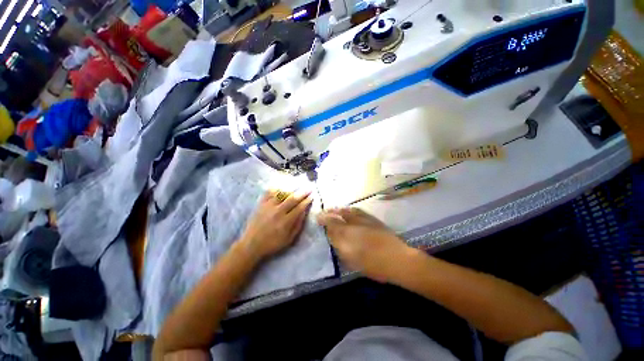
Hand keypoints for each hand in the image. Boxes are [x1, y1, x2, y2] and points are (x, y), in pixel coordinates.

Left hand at [239, 190, 313, 260]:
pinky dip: (276, 188)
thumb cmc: (272, 243)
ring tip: (298, 184)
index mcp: (285, 221)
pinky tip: (281, 185)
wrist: (251, 244)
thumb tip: (304, 212)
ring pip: (282, 193)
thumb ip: (297, 225)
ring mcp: (268, 206)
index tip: (312, 196)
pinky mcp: (261, 204)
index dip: (307, 201)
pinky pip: (269, 192)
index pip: (299, 208)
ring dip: (291, 188)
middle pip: (292, 198)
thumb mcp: (289, 239)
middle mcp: (278, 211)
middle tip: (309, 188)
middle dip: (303, 192)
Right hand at [317, 208, 411, 282]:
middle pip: (338, 214)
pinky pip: (357, 210)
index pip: (331, 223)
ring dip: (338, 210)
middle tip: (324, 213)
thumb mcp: (352, 259)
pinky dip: (349, 209)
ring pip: (346, 211)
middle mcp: (353, 223)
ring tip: (333, 210)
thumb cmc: (373, 264)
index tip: (317, 217)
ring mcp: (363, 219)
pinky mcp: (372, 219)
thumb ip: (340, 245)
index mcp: (347, 234)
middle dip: (329, 213)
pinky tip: (348, 210)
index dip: (323, 219)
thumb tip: (331, 234)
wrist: (398, 259)